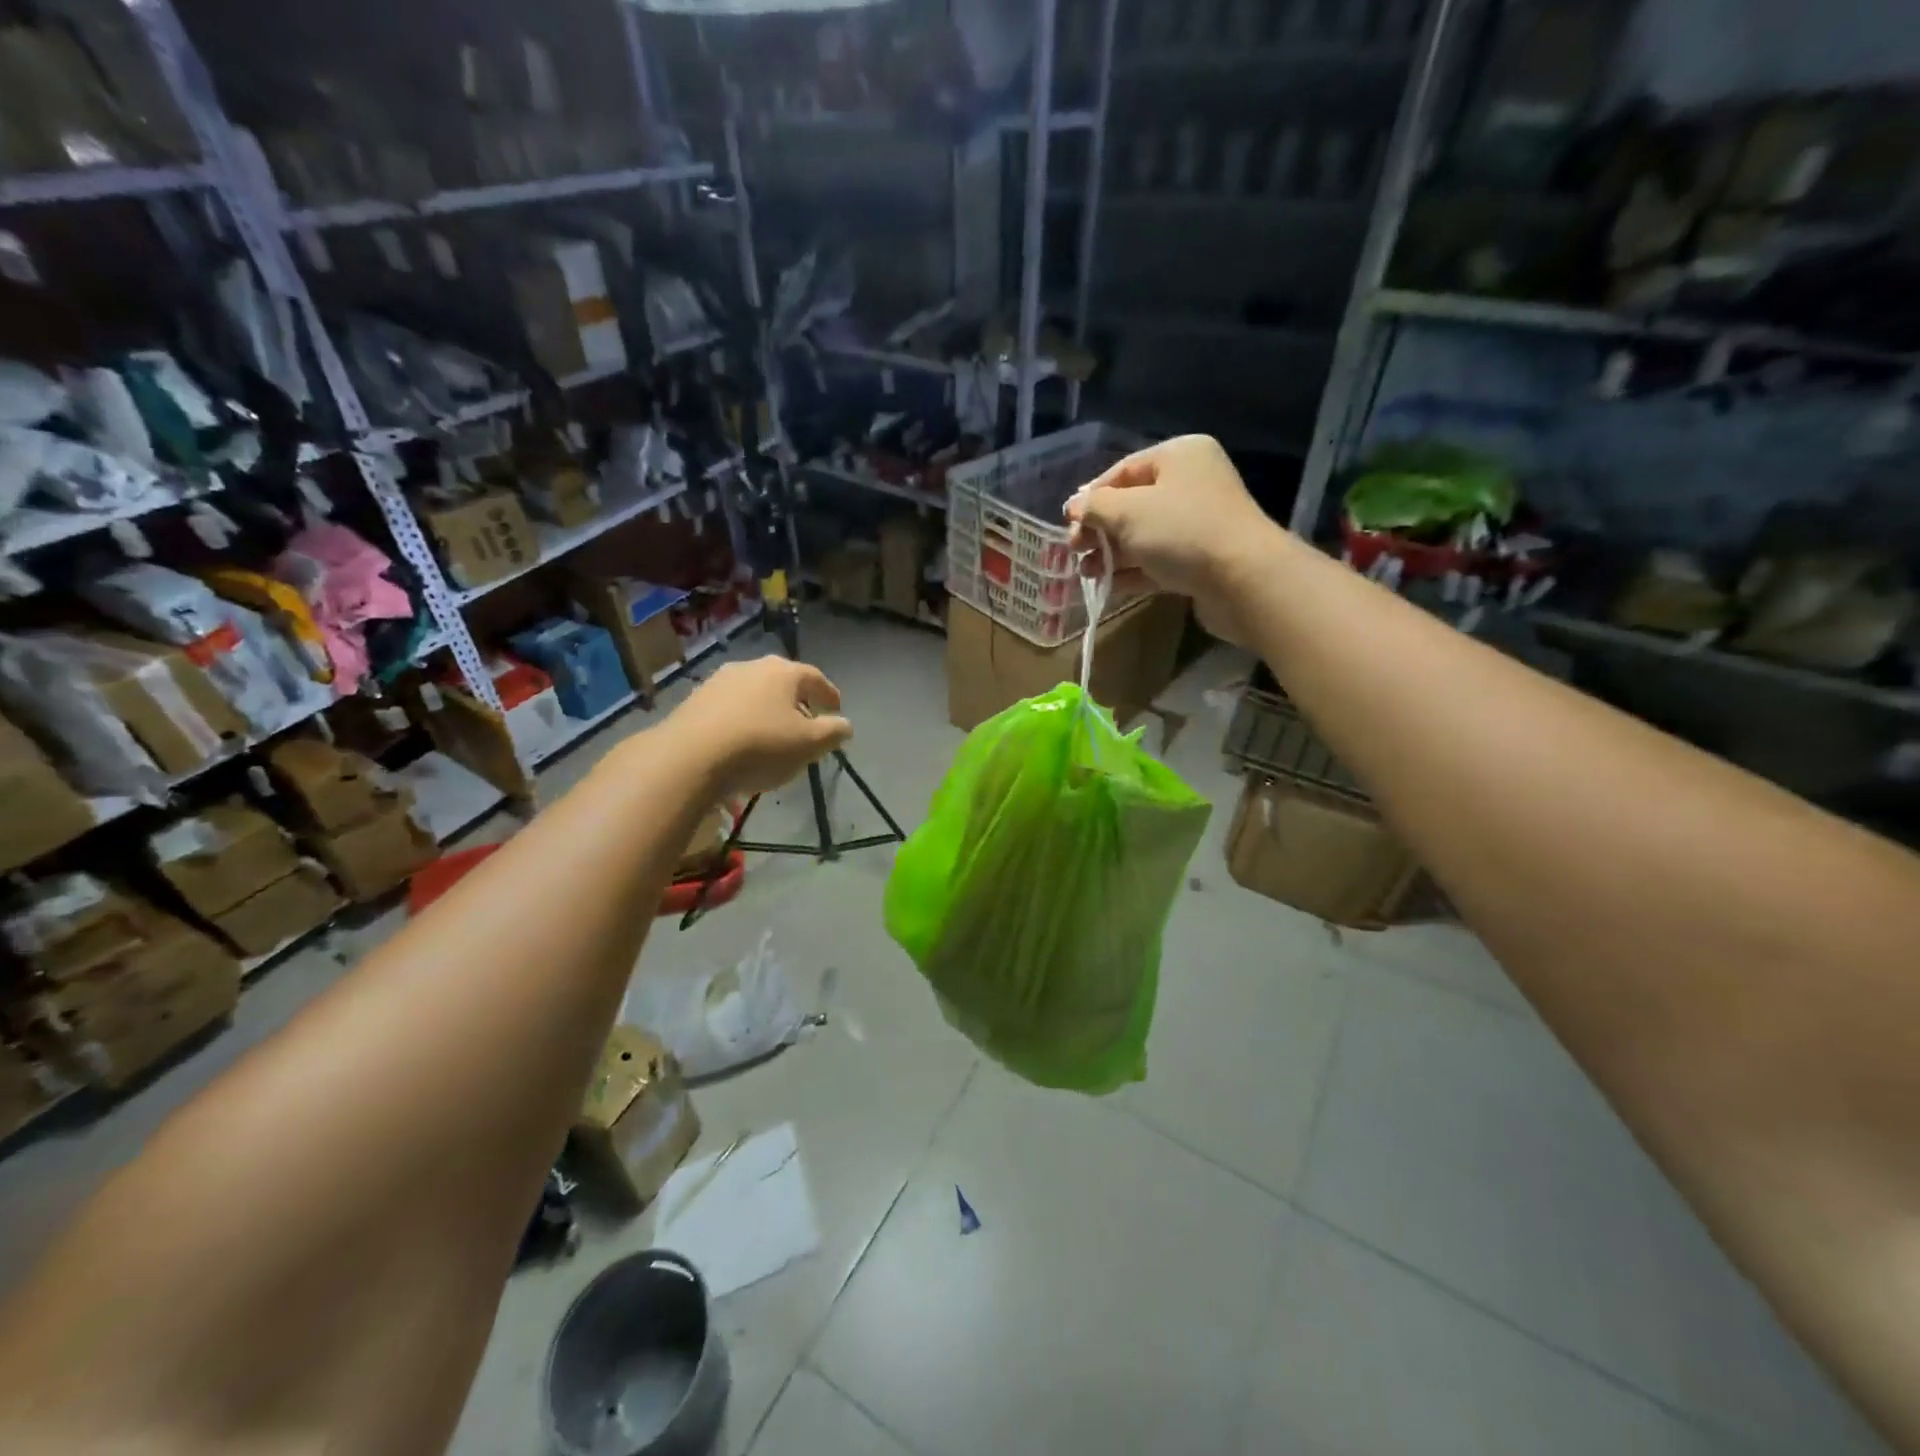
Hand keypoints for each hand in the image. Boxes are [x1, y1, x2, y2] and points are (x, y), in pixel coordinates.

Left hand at [666, 656, 852, 796]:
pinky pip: (730, 707)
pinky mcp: (695, 700)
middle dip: (798, 701)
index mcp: (784, 672)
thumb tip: (845, 724)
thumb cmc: (760, 746)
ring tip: (773, 734)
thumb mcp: (808, 745)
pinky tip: (742, 740)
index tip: (836, 710)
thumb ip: (833, 732)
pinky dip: (743, 719)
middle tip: (806, 722)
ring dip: (767, 710)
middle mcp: (752, 667)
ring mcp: (719, 680)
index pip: (816, 678)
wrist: (689, 757)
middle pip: (783, 682)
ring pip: (755, 693)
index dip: (829, 694)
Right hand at [1064, 434, 1284, 644]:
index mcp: (1179, 456)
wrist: (1242, 578)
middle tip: (1074, 549)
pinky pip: (1158, 560)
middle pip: (1132, 504)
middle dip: (1100, 528)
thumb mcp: (1128, 512)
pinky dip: (1132, 571)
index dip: (1091, 496)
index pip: (1123, 470)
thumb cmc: (1182, 530)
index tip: (1067, 521)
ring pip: (1143, 535)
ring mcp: (1198, 524)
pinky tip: (1108, 585)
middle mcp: (1191, 484)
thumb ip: (1095, 507)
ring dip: (1111, 553)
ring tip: (1085, 572)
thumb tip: (1074, 506)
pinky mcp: (1200, 560)